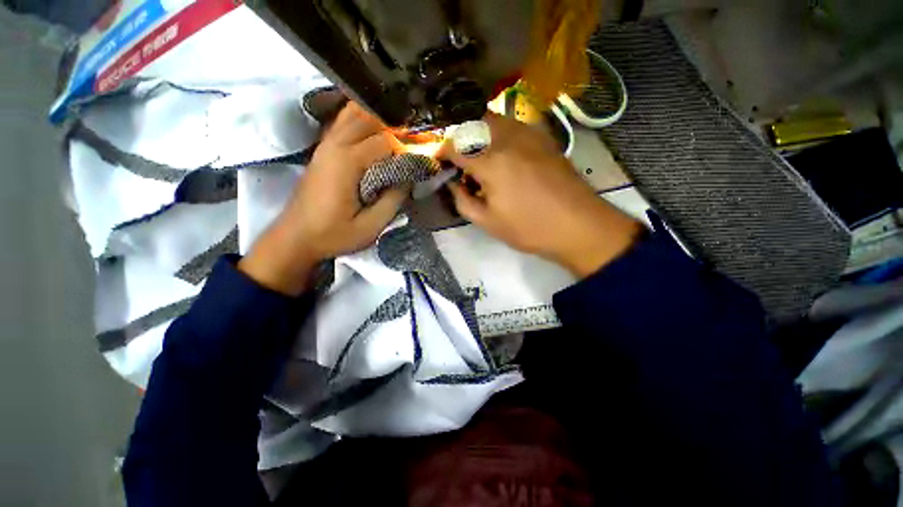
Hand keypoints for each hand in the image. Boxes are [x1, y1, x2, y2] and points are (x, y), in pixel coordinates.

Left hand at [240, 102, 408, 294]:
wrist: (296, 236)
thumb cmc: (333, 234)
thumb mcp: (370, 226)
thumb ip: (393, 200)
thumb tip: (409, 178)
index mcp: (347, 162)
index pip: (385, 140)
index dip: (406, 149)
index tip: (418, 162)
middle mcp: (335, 145)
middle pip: (369, 116)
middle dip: (394, 127)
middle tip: (411, 144)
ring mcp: (325, 144)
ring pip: (353, 113)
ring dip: (378, 119)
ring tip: (396, 136)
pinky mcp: (322, 149)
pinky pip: (343, 122)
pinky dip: (361, 121)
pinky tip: (374, 134)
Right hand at [440, 113, 642, 277]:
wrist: (577, 224)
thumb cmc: (529, 228)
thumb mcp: (487, 222)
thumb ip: (462, 200)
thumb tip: (453, 184)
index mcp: (491, 162)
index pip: (455, 146)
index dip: (442, 152)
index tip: (440, 163)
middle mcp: (507, 139)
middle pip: (472, 124)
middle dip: (459, 140)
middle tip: (459, 161)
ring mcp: (528, 134)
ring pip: (492, 120)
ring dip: (478, 134)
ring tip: (479, 158)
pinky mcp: (543, 137)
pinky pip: (512, 125)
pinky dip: (498, 134)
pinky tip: (503, 154)